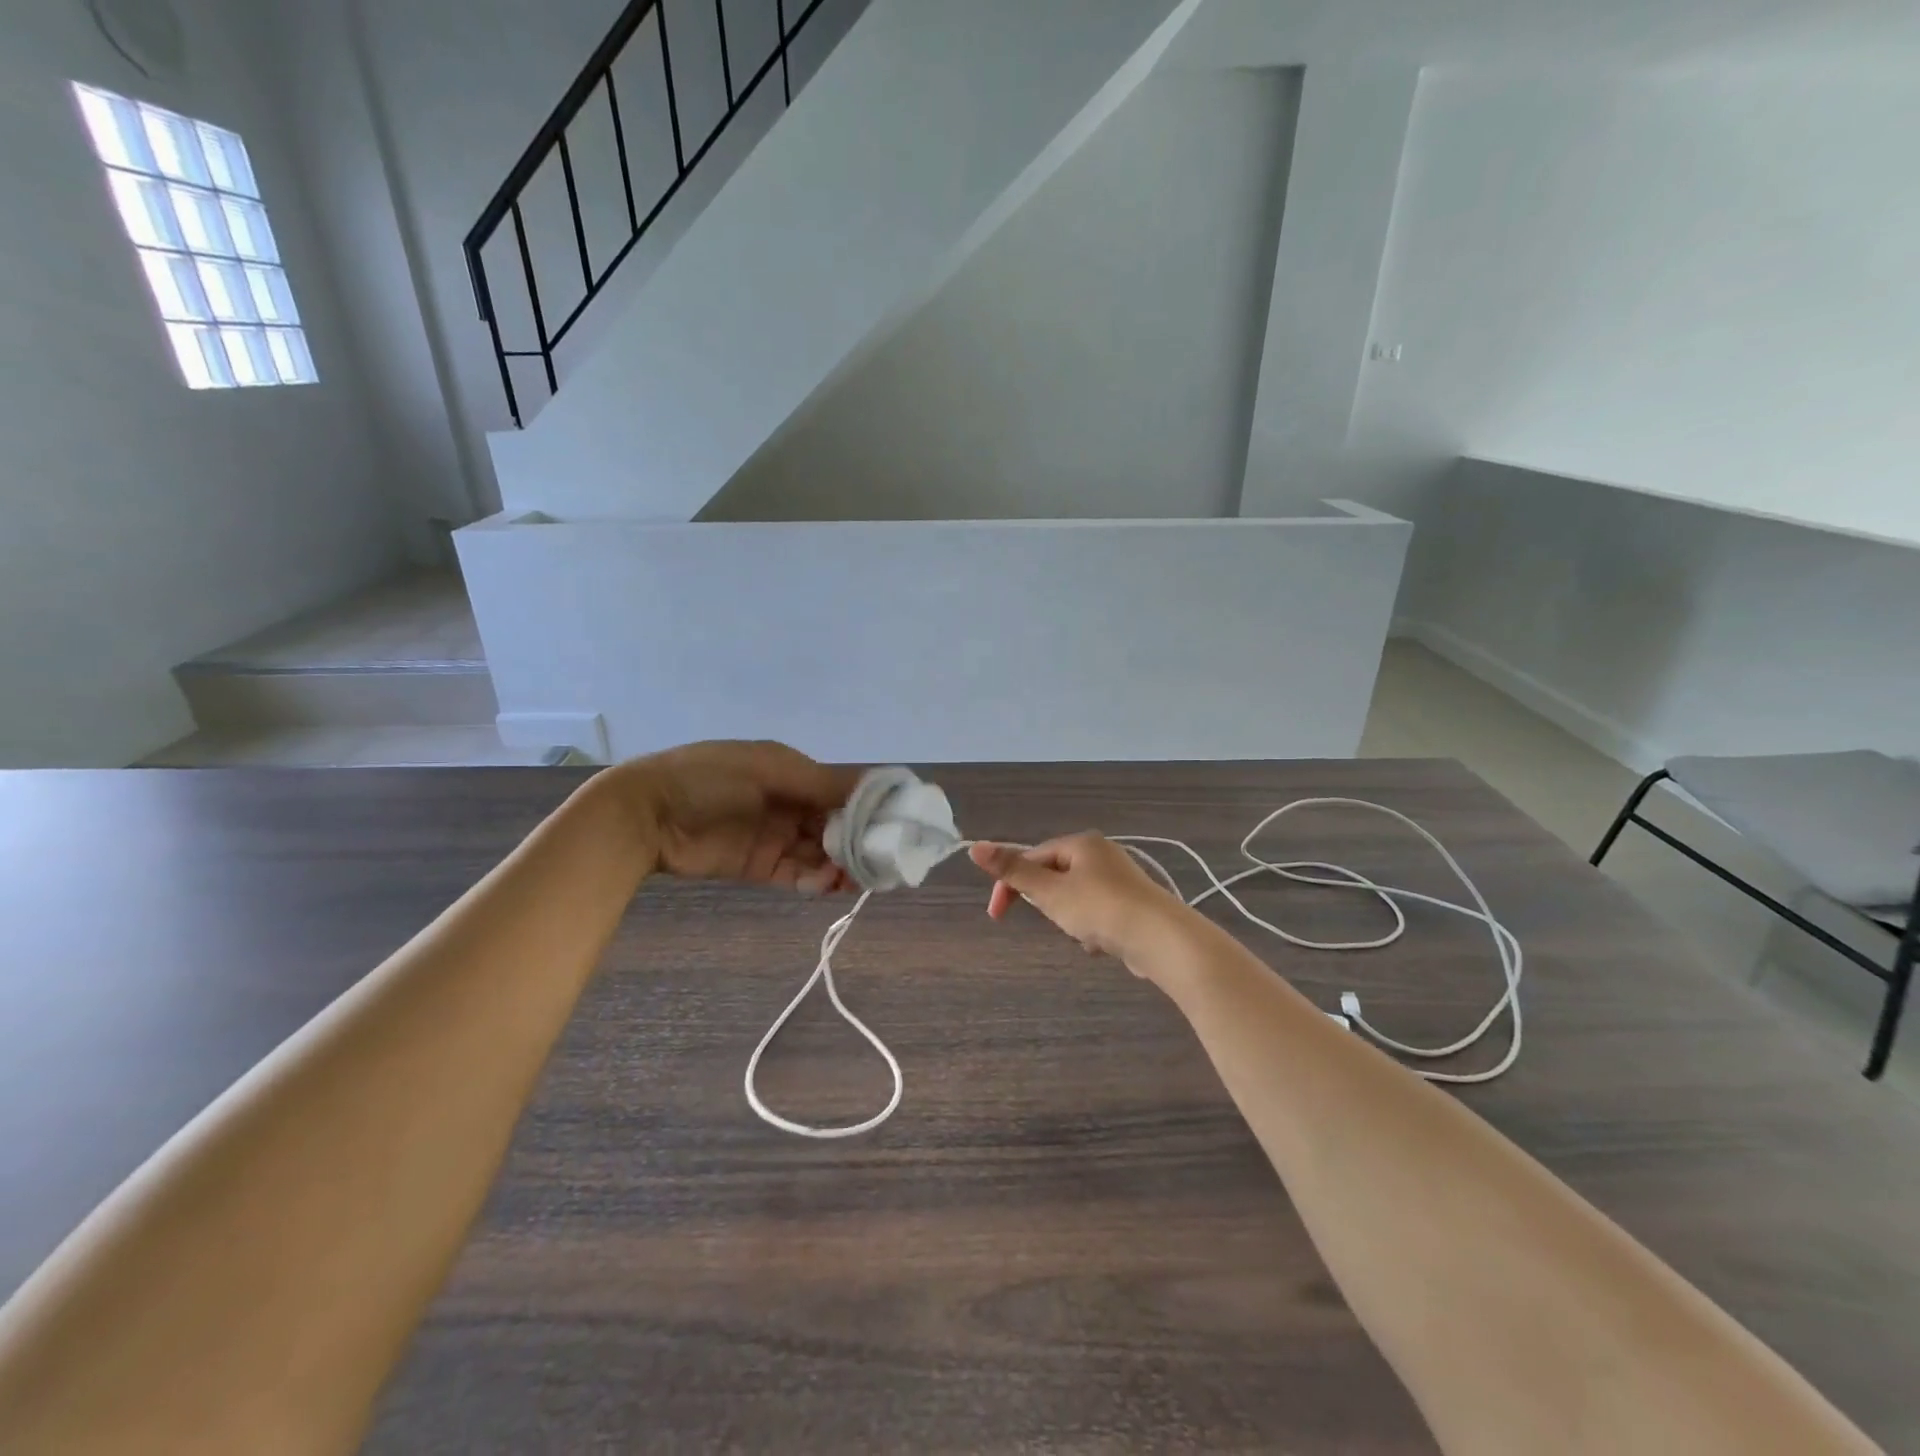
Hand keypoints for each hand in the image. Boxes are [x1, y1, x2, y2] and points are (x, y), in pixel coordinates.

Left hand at [609, 741, 859, 892]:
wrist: (646, 813)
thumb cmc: (710, 778)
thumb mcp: (767, 769)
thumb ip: (819, 783)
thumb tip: (873, 790)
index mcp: (794, 773)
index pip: (843, 791)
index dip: (869, 807)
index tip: (897, 824)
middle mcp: (790, 804)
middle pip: (836, 825)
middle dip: (859, 842)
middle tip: (882, 860)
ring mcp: (775, 837)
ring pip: (820, 854)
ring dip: (840, 865)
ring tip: (859, 878)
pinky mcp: (759, 866)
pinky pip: (797, 875)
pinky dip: (815, 881)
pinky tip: (830, 886)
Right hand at [968, 833, 1188, 969]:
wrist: (1161, 939)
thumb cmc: (1100, 909)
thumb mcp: (1049, 891)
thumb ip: (1012, 871)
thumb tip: (974, 846)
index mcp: (1081, 843)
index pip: (1033, 856)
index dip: (1011, 884)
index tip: (997, 915)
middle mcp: (1102, 854)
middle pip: (1055, 876)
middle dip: (1048, 903)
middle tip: (1053, 921)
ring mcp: (1121, 879)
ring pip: (1076, 898)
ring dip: (1071, 919)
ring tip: (1083, 935)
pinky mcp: (1133, 905)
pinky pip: (1098, 913)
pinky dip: (1093, 929)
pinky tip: (1101, 944)